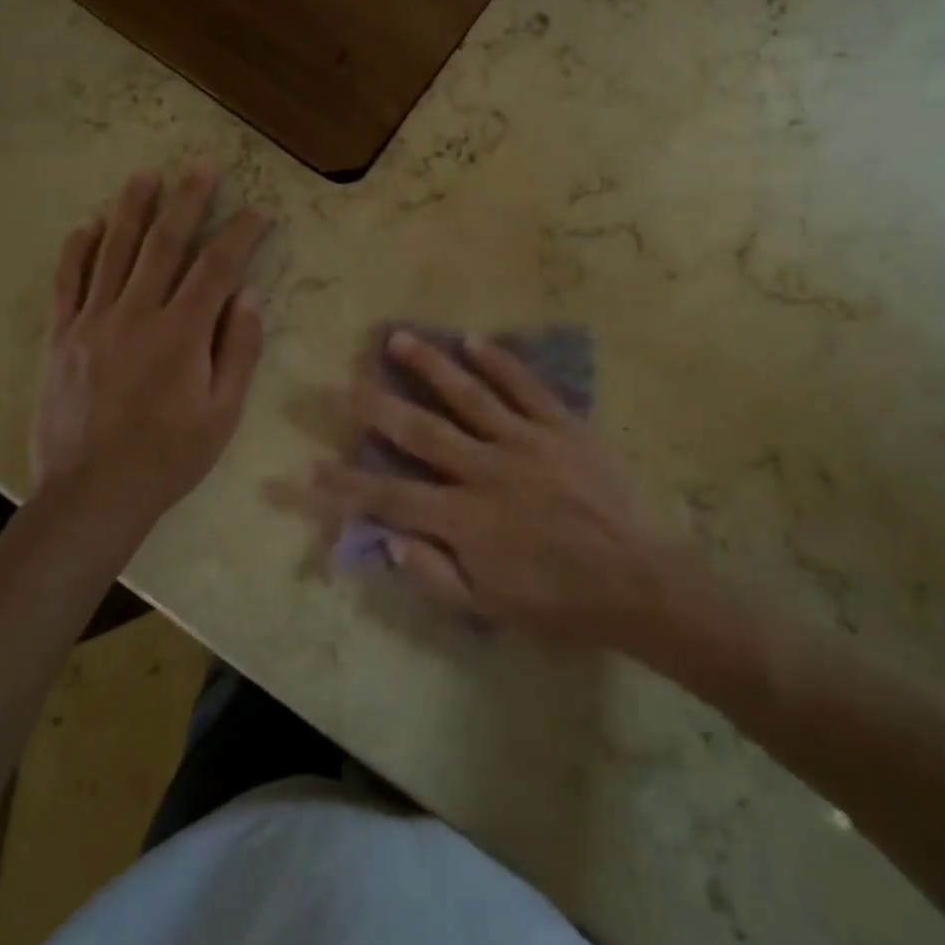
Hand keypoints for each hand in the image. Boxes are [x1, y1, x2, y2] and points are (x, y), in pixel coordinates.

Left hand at [32, 166, 271, 539]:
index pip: (217, 267)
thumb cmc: (169, 457)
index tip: (259, 209)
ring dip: (132, 209)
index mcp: (181, 334)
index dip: (241, 233)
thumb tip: (249, 295)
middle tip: (202, 165)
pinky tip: (88, 224)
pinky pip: (67, 282)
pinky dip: (77, 249)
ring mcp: (93, 322)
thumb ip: (238, 350)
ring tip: (146, 174)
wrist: (92, 494)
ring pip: (114, 251)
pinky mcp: (61, 337)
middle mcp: (136, 315)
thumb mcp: (222, 413)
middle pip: (165, 244)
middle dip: (188, 201)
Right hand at [288, 331, 666, 642]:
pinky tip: (473, 339)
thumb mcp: (489, 607)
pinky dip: (499, 361)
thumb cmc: (559, 600)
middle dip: (374, 406)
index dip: (345, 484)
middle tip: (341, 380)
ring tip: (397, 337)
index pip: (390, 496)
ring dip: (428, 365)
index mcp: (465, 518)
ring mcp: (525, 441)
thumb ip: (433, 574)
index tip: (307, 466)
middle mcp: (486, 469)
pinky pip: (526, 387)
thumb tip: (387, 538)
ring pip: (468, 395)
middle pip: (420, 430)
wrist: (636, 581)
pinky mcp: (562, 426)